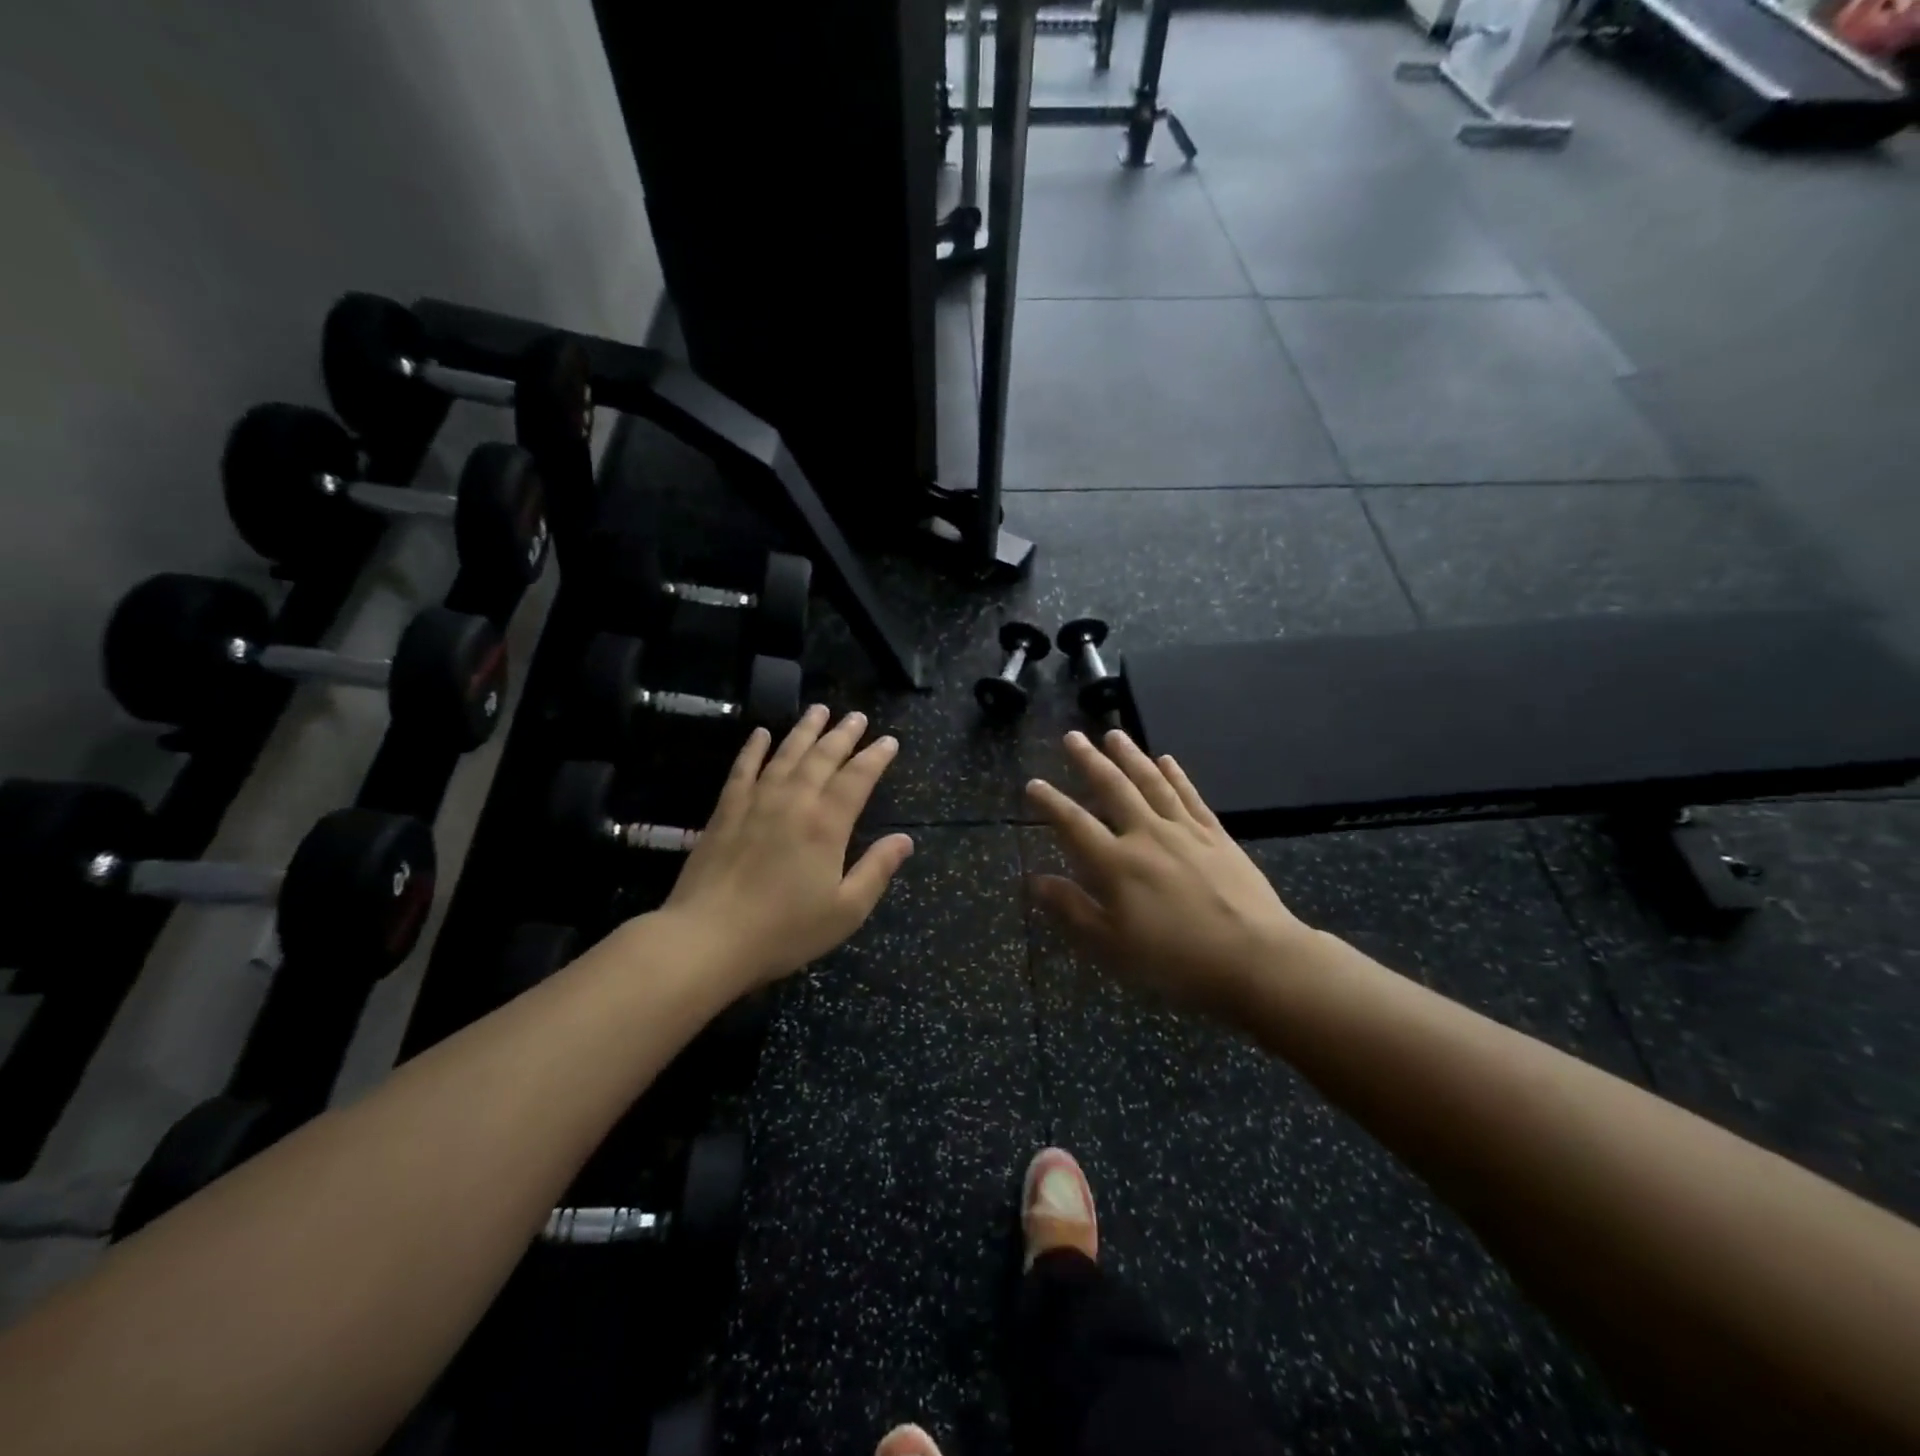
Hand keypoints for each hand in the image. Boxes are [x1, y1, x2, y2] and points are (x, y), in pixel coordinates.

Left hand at [663, 706, 913, 992]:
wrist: (707, 938)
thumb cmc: (784, 930)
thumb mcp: (845, 910)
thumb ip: (877, 870)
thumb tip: (906, 840)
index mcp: (826, 824)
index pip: (857, 778)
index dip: (876, 757)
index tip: (889, 741)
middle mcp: (793, 801)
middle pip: (822, 757)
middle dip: (843, 734)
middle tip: (857, 716)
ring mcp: (756, 802)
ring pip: (786, 754)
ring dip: (805, 730)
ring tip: (819, 710)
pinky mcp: (725, 811)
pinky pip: (743, 768)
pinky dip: (754, 748)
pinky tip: (761, 733)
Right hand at [1026, 730, 1314, 1022]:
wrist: (1255, 958)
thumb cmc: (1175, 960)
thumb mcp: (1111, 947)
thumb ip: (1072, 909)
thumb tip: (1035, 880)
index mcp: (1116, 864)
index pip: (1074, 824)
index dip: (1051, 803)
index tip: (1033, 783)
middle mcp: (1147, 835)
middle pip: (1113, 789)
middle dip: (1089, 761)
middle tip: (1073, 736)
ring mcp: (1185, 831)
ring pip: (1151, 783)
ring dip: (1130, 756)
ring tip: (1114, 734)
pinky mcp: (1216, 836)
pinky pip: (1190, 796)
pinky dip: (1176, 775)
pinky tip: (1167, 760)